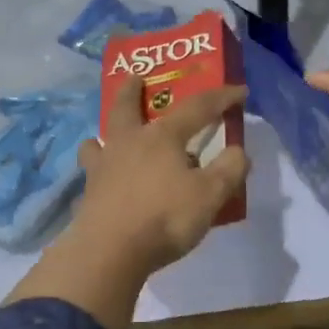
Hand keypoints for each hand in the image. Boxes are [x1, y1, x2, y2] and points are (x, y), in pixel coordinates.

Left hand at [67, 79, 249, 275]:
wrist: (109, 252)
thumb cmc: (164, 217)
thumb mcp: (210, 195)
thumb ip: (229, 170)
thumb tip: (237, 151)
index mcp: (161, 137)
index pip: (197, 108)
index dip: (222, 97)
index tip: (240, 91)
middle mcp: (129, 143)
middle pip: (127, 107)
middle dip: (132, 90)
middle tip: (134, 76)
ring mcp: (103, 167)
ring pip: (101, 138)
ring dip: (106, 131)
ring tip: (106, 134)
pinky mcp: (89, 194)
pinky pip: (91, 171)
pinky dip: (96, 167)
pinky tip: (100, 177)